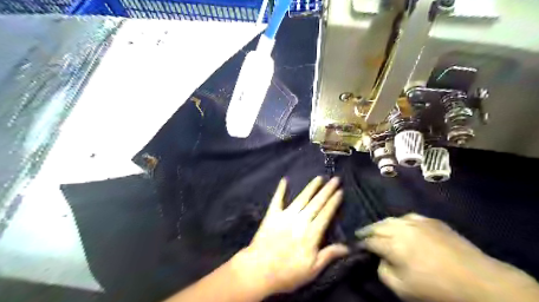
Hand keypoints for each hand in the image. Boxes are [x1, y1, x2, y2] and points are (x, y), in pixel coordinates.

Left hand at [233, 176, 349, 295]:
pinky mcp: (272, 215)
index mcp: (311, 233)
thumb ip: (329, 255)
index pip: (326, 214)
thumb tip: (348, 247)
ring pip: (301, 198)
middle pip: (317, 202)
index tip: (340, 191)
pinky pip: (277, 199)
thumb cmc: (287, 273)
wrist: (259, 270)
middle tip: (335, 179)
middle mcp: (300, 220)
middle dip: (327, 190)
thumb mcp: (312, 269)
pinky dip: (280, 189)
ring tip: (319, 178)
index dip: (334, 202)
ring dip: (311, 187)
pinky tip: (284, 180)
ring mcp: (285, 215)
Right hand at [357, 212, 538, 301]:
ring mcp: (418, 222)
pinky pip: (409, 216)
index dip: (361, 243)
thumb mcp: (402, 289)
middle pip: (378, 226)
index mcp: (393, 245)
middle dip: (367, 230)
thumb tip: (379, 259)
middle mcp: (402, 228)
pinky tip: (399, 225)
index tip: (355, 246)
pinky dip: (399, 221)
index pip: (370, 241)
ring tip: (376, 228)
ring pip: (392, 219)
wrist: (480, 282)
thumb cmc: (438, 289)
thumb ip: (383, 272)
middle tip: (360, 234)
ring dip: (381, 224)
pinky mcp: (432, 221)